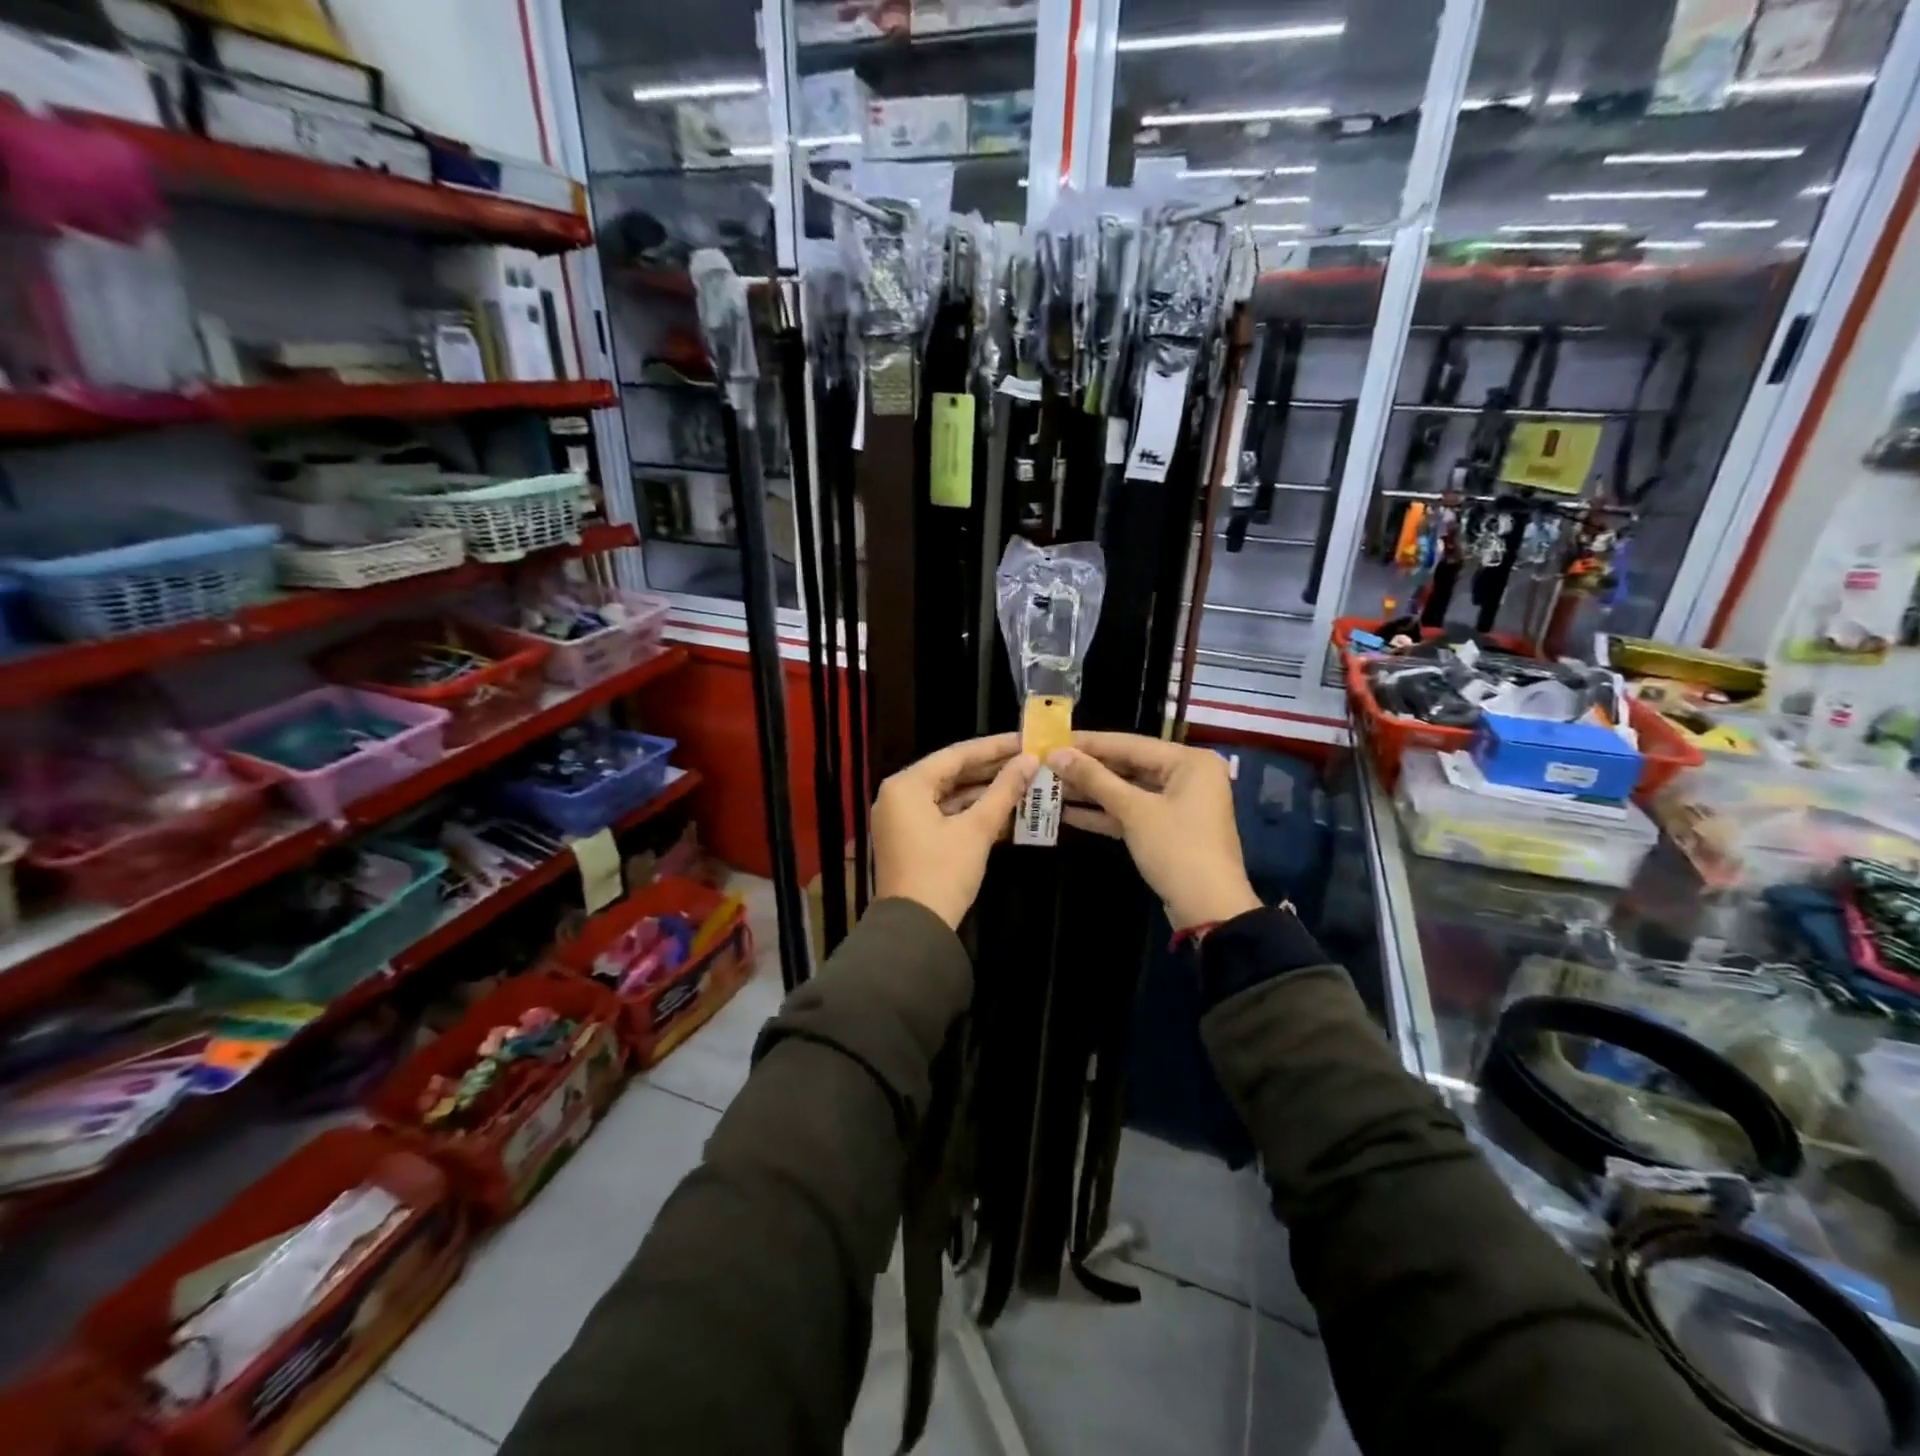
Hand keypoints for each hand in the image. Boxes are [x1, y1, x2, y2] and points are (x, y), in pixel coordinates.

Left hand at [872, 733, 1037, 928]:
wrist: (914, 929)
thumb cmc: (943, 872)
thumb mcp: (977, 829)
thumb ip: (1003, 791)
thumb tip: (1029, 761)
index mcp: (907, 785)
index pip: (956, 754)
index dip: (994, 747)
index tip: (1025, 739)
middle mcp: (899, 794)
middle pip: (951, 772)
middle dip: (991, 769)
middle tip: (1028, 759)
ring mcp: (902, 817)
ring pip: (949, 794)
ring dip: (984, 791)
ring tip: (1023, 781)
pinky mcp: (911, 837)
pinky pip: (944, 814)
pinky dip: (971, 812)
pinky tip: (1004, 808)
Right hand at [1049, 731, 1260, 931]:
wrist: (1209, 910)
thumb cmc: (1177, 849)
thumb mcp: (1134, 811)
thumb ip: (1095, 779)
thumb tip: (1056, 754)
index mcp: (1189, 761)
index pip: (1129, 743)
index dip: (1088, 743)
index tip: (1052, 739)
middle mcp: (1186, 775)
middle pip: (1128, 765)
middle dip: (1087, 770)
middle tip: (1045, 764)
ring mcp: (1177, 804)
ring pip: (1126, 790)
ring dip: (1090, 792)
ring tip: (1048, 787)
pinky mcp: (1166, 829)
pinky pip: (1131, 812)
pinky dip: (1103, 813)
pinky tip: (1066, 813)